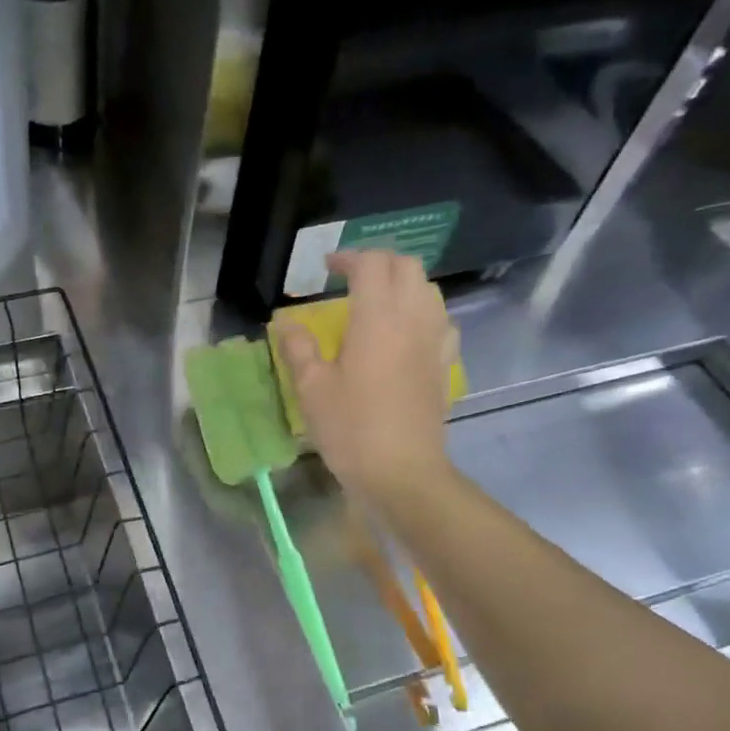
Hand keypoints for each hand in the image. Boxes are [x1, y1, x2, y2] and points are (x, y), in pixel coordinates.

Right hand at [274, 250, 455, 501]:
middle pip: (407, 266)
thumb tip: (285, 323)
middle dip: (379, 262)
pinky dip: (422, 313)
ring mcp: (434, 341)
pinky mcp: (444, 365)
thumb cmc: (351, 429)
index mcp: (377, 318)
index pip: (371, 264)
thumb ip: (298, 348)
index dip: (348, 258)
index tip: (327, 268)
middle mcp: (413, 319)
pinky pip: (441, 321)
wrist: (402, 472)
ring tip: (377, 301)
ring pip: (428, 290)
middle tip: (351, 277)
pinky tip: (406, 333)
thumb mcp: (312, 389)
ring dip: (403, 284)